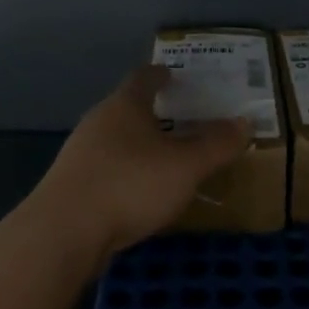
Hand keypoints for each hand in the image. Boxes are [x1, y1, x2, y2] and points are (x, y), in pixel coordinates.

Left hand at [30, 66, 251, 260]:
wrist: (63, 233)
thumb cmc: (130, 184)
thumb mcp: (186, 166)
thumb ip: (217, 145)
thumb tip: (245, 122)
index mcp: (125, 106)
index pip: (143, 77)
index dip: (160, 75)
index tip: (173, 75)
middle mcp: (98, 122)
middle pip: (127, 108)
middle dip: (152, 112)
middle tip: (180, 119)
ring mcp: (79, 154)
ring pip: (115, 140)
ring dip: (138, 145)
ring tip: (163, 159)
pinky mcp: (70, 186)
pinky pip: (106, 169)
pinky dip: (125, 173)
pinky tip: (138, 193)